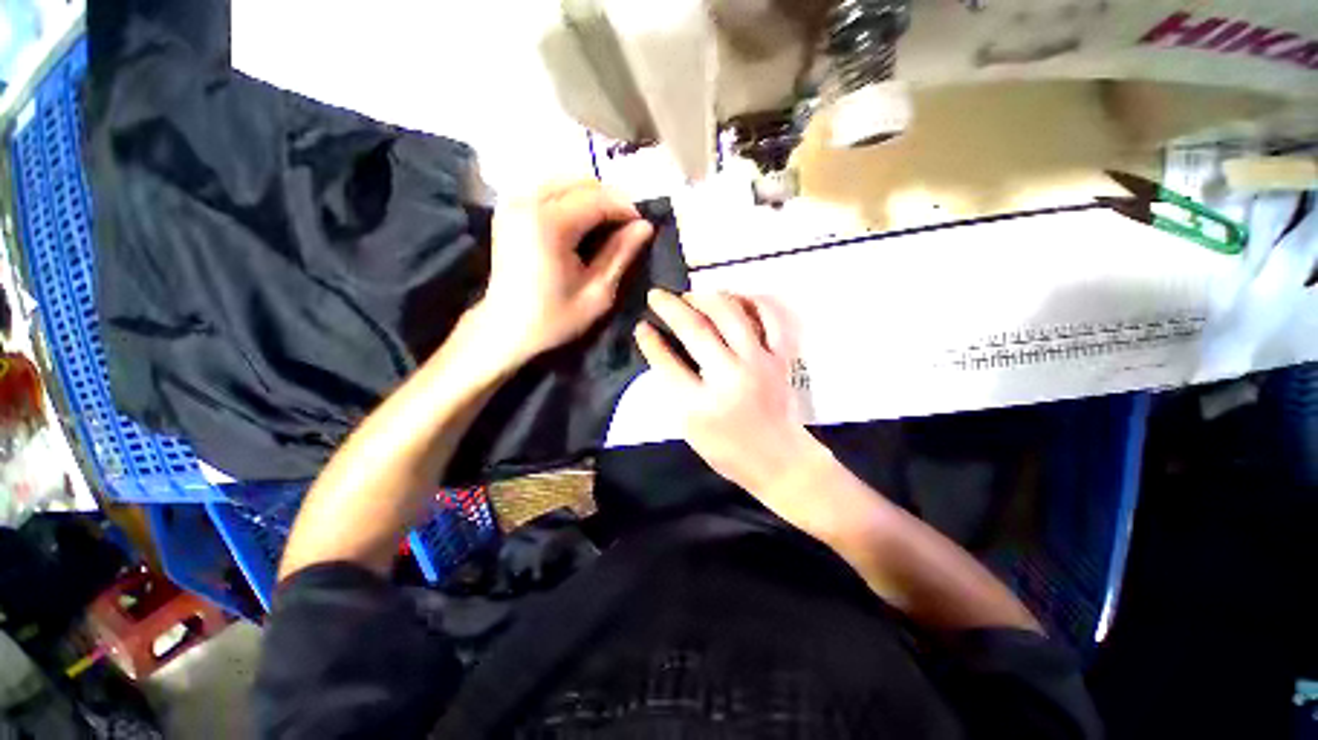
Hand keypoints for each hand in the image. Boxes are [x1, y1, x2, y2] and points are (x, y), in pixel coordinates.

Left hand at [475, 180, 653, 366]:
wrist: (506, 329)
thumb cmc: (554, 317)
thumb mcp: (597, 292)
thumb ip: (621, 254)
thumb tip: (646, 226)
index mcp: (549, 223)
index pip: (599, 199)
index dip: (626, 210)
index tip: (642, 228)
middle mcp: (527, 201)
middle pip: (581, 182)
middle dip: (609, 200)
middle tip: (625, 228)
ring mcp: (513, 202)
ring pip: (564, 181)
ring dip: (590, 198)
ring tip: (605, 226)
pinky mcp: (508, 208)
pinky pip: (547, 189)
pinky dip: (569, 199)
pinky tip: (579, 224)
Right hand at [635, 289, 822, 497]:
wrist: (779, 460)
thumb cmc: (728, 450)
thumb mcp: (690, 429)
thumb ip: (676, 390)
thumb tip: (663, 350)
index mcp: (700, 404)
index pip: (667, 362)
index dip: (650, 341)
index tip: (642, 326)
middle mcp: (729, 378)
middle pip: (695, 330)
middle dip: (670, 307)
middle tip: (657, 295)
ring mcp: (759, 364)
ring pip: (731, 315)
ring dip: (706, 297)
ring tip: (691, 295)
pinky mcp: (781, 358)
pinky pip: (771, 318)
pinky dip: (753, 301)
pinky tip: (736, 297)